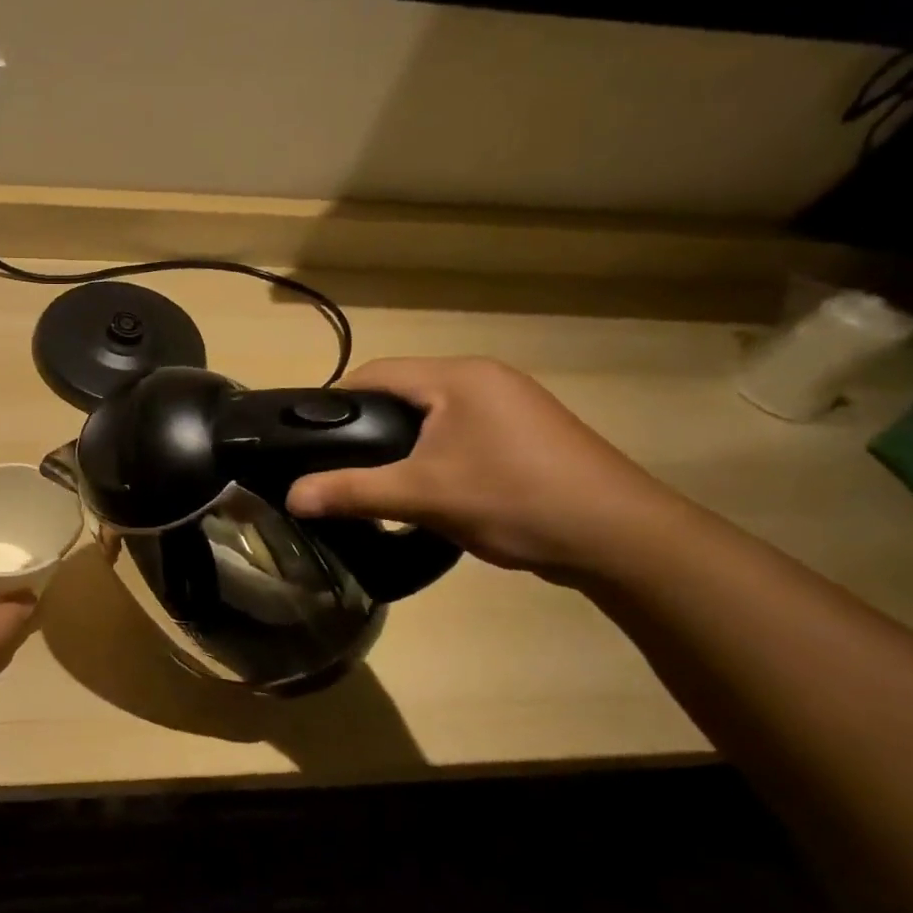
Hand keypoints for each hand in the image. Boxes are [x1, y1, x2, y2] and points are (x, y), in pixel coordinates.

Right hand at [285, 357, 684, 578]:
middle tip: (337, 466)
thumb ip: (351, 491)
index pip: (374, 373)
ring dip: (400, 442)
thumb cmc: (514, 500)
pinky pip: (458, 429)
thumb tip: (290, 496)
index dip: (334, 403)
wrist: (621, 538)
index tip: (307, 439)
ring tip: (376, 480)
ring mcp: (510, 403)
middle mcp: (483, 377)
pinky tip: (427, 486)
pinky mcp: (525, 431)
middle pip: (401, 391)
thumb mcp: (422, 496)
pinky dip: (432, 451)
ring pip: (430, 413)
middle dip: (366, 426)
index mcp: (456, 377)